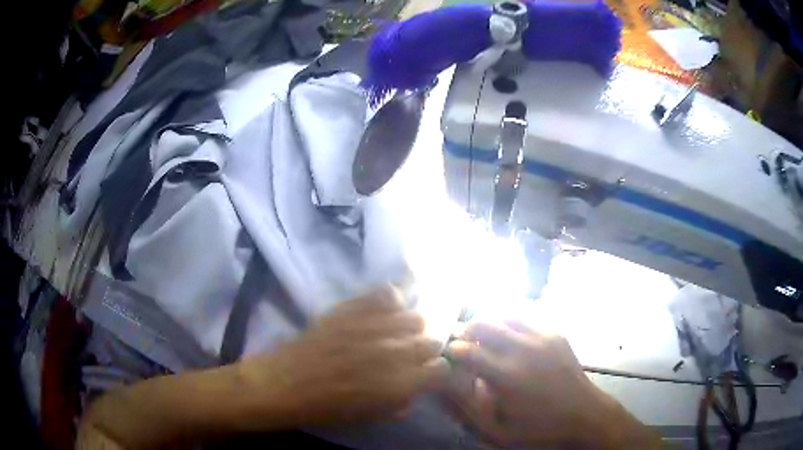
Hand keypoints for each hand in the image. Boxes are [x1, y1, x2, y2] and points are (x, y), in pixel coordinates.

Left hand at [238, 286, 448, 426]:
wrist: (284, 382)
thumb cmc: (325, 407)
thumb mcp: (369, 416)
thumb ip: (400, 404)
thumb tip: (415, 390)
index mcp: (398, 385)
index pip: (441, 370)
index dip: (436, 373)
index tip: (427, 374)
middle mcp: (392, 352)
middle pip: (432, 341)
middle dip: (426, 350)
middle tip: (411, 355)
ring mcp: (372, 326)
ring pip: (414, 316)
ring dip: (410, 327)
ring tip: (397, 333)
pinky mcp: (352, 308)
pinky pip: (386, 294)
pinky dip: (391, 302)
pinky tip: (384, 312)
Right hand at [444, 321, 658, 448]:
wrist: (584, 415)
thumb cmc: (539, 429)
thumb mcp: (498, 432)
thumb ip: (467, 411)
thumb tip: (442, 388)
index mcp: (507, 377)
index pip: (468, 351)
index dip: (452, 350)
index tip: (447, 355)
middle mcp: (524, 350)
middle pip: (484, 324)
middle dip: (466, 329)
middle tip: (461, 340)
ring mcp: (543, 337)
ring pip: (505, 313)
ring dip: (488, 320)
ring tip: (482, 333)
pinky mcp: (555, 333)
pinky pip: (527, 314)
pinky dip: (510, 317)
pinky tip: (507, 329)